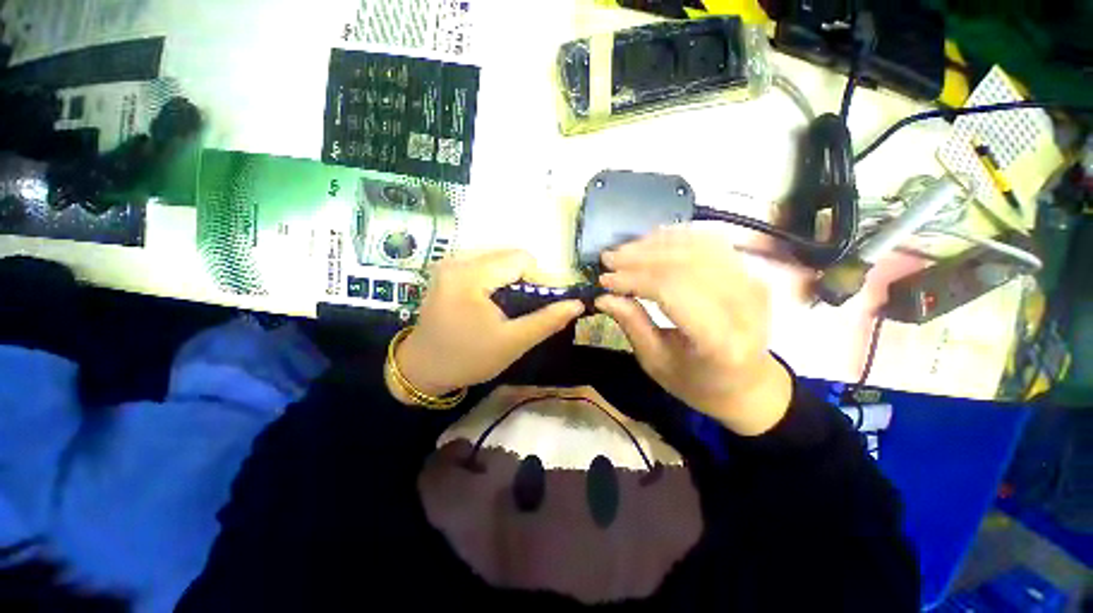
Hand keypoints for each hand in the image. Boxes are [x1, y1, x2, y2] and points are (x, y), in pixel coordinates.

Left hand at [392, 250, 583, 400]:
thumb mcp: (512, 343)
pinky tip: (491, 301)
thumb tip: (577, 304)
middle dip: (523, 280)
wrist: (423, 368)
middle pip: (508, 256)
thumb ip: (547, 321)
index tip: (536, 306)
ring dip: (510, 279)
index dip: (538, 280)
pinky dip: (496, 279)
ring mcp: (449, 263)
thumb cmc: (468, 358)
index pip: (521, 259)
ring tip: (506, 307)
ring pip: (497, 259)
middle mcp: (457, 260)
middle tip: (520, 309)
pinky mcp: (446, 270)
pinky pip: (483, 264)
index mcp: (470, 275)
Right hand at [595, 228, 791, 435]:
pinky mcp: (750, 273)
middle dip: (640, 257)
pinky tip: (652, 243)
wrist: (748, 384)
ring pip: (697, 247)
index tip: (604, 280)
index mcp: (718, 342)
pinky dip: (677, 239)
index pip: (671, 292)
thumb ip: (632, 325)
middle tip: (608, 259)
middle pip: (684, 264)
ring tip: (625, 250)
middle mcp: (743, 307)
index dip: (634, 279)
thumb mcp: (656, 363)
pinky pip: (709, 244)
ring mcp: (751, 285)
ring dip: (655, 244)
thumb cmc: (698, 382)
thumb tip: (603, 297)